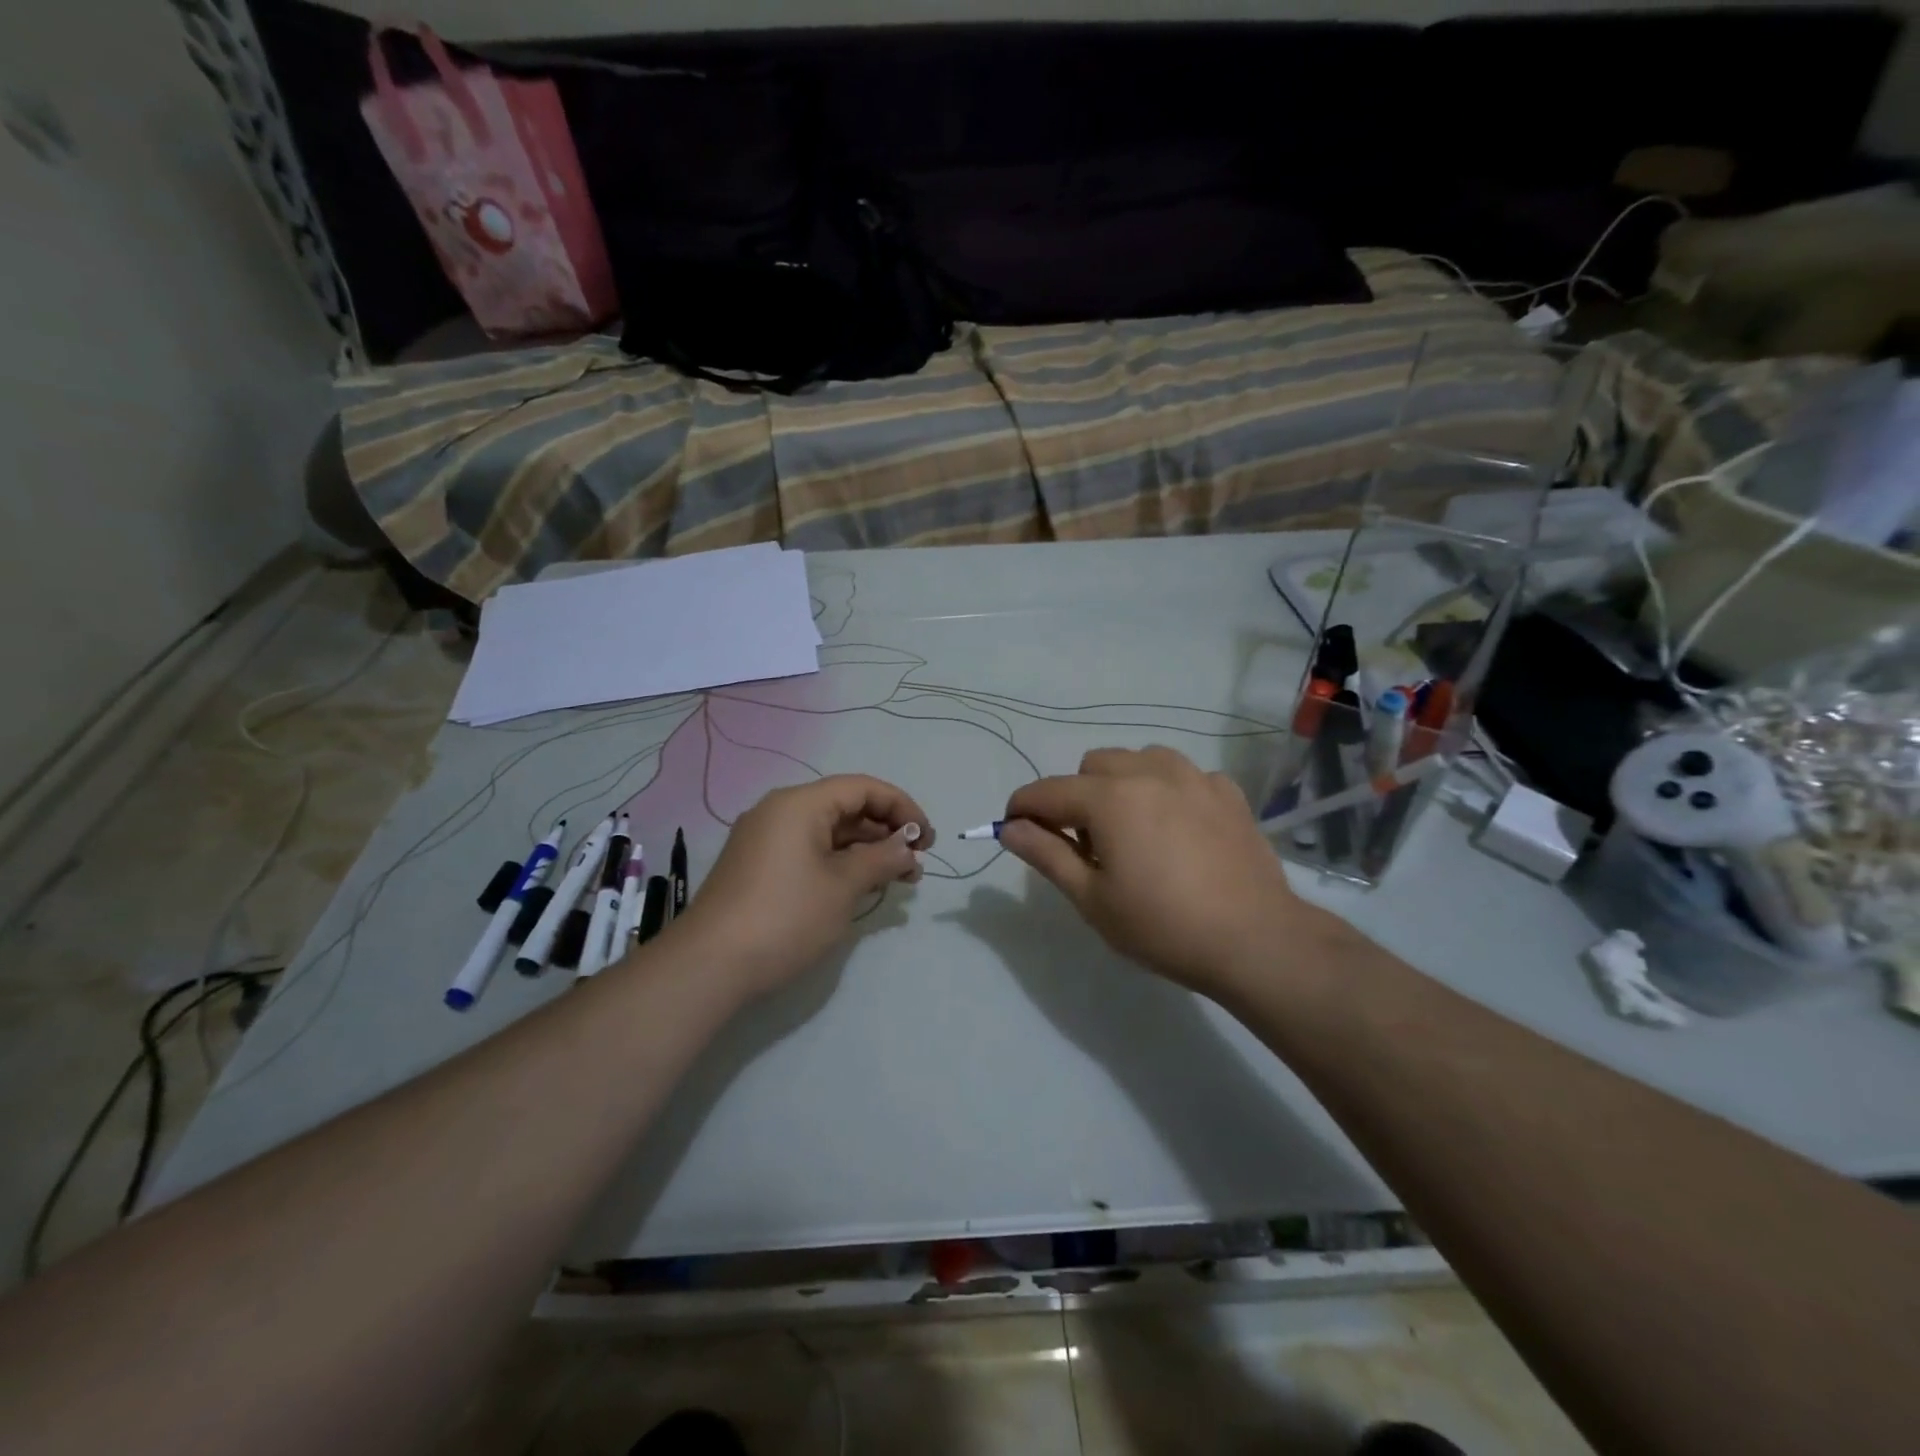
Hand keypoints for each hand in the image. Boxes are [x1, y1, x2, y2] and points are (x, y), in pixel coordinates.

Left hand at [671, 775, 931, 997]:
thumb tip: (907, 849)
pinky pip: (810, 851)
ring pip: (829, 833)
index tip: (929, 838)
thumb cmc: (785, 917)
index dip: (902, 807)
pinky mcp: (759, 867)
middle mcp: (780, 812)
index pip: (863, 788)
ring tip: (899, 879)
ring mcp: (766, 840)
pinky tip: (862, 886)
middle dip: (887, 832)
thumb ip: (882, 859)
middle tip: (917, 864)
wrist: (709, 965)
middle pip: (846, 808)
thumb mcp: (843, 886)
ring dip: (866, 851)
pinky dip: (840, 863)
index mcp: (800, 804)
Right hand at [998, 746, 1329, 999]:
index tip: (1013, 830)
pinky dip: (1167, 790)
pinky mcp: (1227, 791)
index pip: (1046, 791)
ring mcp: (1194, 776)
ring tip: (1135, 830)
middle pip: (1092, 765)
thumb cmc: (1163, 926)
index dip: (1021, 809)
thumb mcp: (1092, 899)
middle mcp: (1149, 772)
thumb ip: (1046, 854)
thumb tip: (1010, 828)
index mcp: (1110, 798)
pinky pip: (1181, 774)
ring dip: (1122, 784)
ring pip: (1138, 759)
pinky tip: (1179, 829)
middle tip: (1089, 846)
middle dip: (1076, 796)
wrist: (1255, 940)